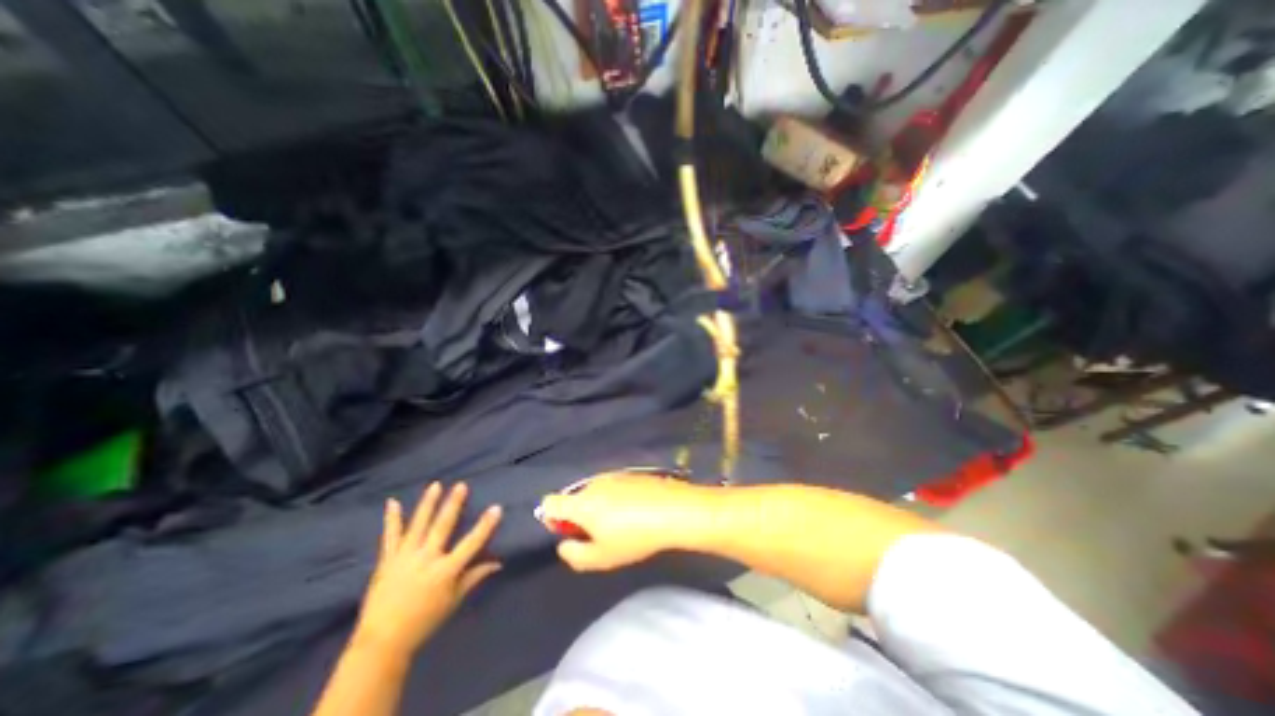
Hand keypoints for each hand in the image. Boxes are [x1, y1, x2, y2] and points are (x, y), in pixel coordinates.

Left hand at [356, 481, 505, 659]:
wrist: (382, 642)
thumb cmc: (424, 621)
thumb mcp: (453, 600)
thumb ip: (474, 577)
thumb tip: (498, 562)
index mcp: (445, 571)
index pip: (471, 543)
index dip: (485, 525)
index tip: (496, 508)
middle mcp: (426, 559)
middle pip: (442, 527)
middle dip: (453, 504)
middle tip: (461, 485)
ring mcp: (405, 558)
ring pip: (418, 525)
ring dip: (427, 504)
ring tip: (435, 485)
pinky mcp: (387, 560)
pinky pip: (390, 536)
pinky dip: (391, 519)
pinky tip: (392, 502)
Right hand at [541, 472, 715, 573]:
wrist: (673, 509)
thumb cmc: (634, 536)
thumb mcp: (601, 558)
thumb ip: (574, 554)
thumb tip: (564, 544)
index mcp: (581, 502)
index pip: (549, 502)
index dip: (552, 518)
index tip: (569, 531)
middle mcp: (593, 483)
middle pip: (574, 498)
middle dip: (579, 515)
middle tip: (599, 534)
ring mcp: (613, 475)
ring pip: (595, 492)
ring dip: (598, 506)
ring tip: (621, 523)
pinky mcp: (630, 473)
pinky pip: (612, 486)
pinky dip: (615, 498)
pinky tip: (635, 511)